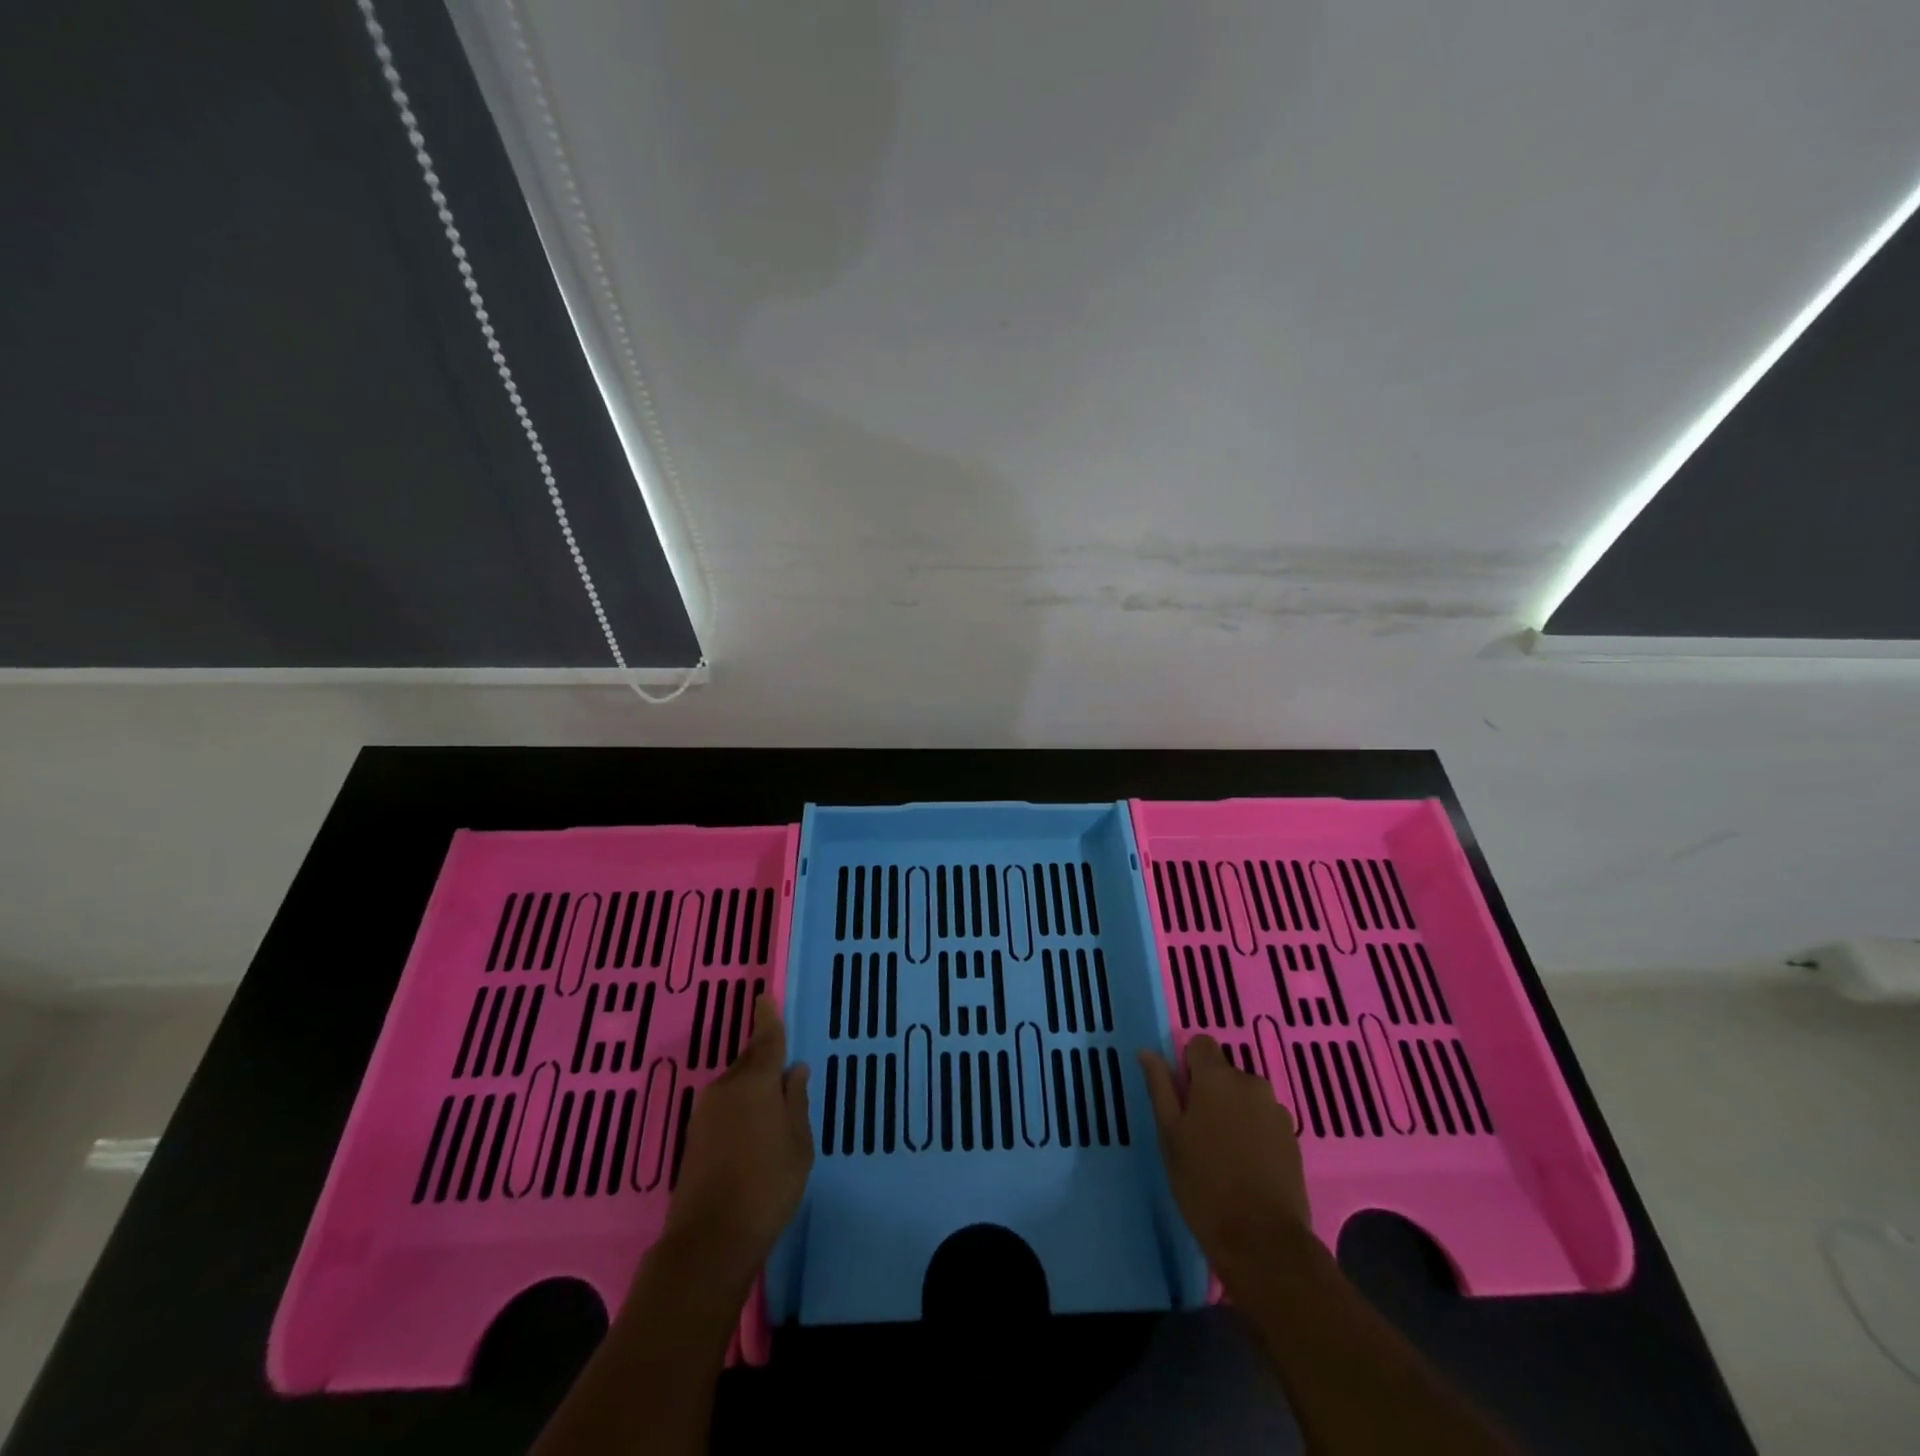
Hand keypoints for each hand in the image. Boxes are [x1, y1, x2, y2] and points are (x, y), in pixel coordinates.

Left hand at [660, 995, 812, 1287]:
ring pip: (735, 1085)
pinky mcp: (694, 1138)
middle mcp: (726, 1088)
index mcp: (755, 1082)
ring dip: (752, 1086)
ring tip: (774, 1102)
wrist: (709, 1241)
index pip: (765, 1039)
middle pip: (748, 1061)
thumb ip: (795, 1101)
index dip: (768, 1019)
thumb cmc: (768, 1186)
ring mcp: (705, 1113)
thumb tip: (794, 1070)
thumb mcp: (798, 1143)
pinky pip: (724, 1106)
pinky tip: (753, 1127)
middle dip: (764, 1057)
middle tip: (784, 1064)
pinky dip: (740, 1107)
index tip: (764, 998)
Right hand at [1139, 1035, 1310, 1271]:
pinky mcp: (1293, 1139)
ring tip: (1223, 1154)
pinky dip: (1254, 1133)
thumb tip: (1148, 1052)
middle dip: (1211, 1093)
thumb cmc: (1204, 1185)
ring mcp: (1277, 1111)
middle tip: (1197, 1133)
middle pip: (1224, 1073)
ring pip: (1245, 1098)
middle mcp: (1251, 1083)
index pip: (1201, 1044)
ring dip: (1234, 1113)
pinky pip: (1265, 1121)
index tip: (1181, 1097)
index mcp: (1217, 1077)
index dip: (1188, 1065)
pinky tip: (1246, 1167)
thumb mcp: (1169, 1135)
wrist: (1263, 1242)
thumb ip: (1160, 1087)